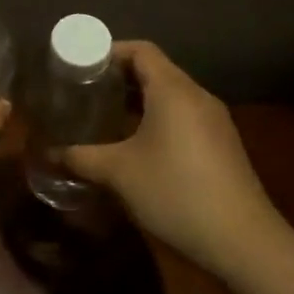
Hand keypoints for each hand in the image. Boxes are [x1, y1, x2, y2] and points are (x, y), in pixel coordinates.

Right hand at [61, 40, 283, 275]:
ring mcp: (214, 121)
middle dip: (119, 78)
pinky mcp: (222, 145)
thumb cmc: (176, 193)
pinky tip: (139, 146)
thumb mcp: (119, 173)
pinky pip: (183, 116)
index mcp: (172, 89)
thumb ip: (81, 158)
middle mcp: (197, 96)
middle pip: (155, 70)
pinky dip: (158, 118)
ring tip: (106, 117)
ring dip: (138, 100)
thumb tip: (50, 153)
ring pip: (170, 95)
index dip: (109, 52)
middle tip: (86, 92)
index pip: (140, 50)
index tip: (81, 66)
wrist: (244, 243)